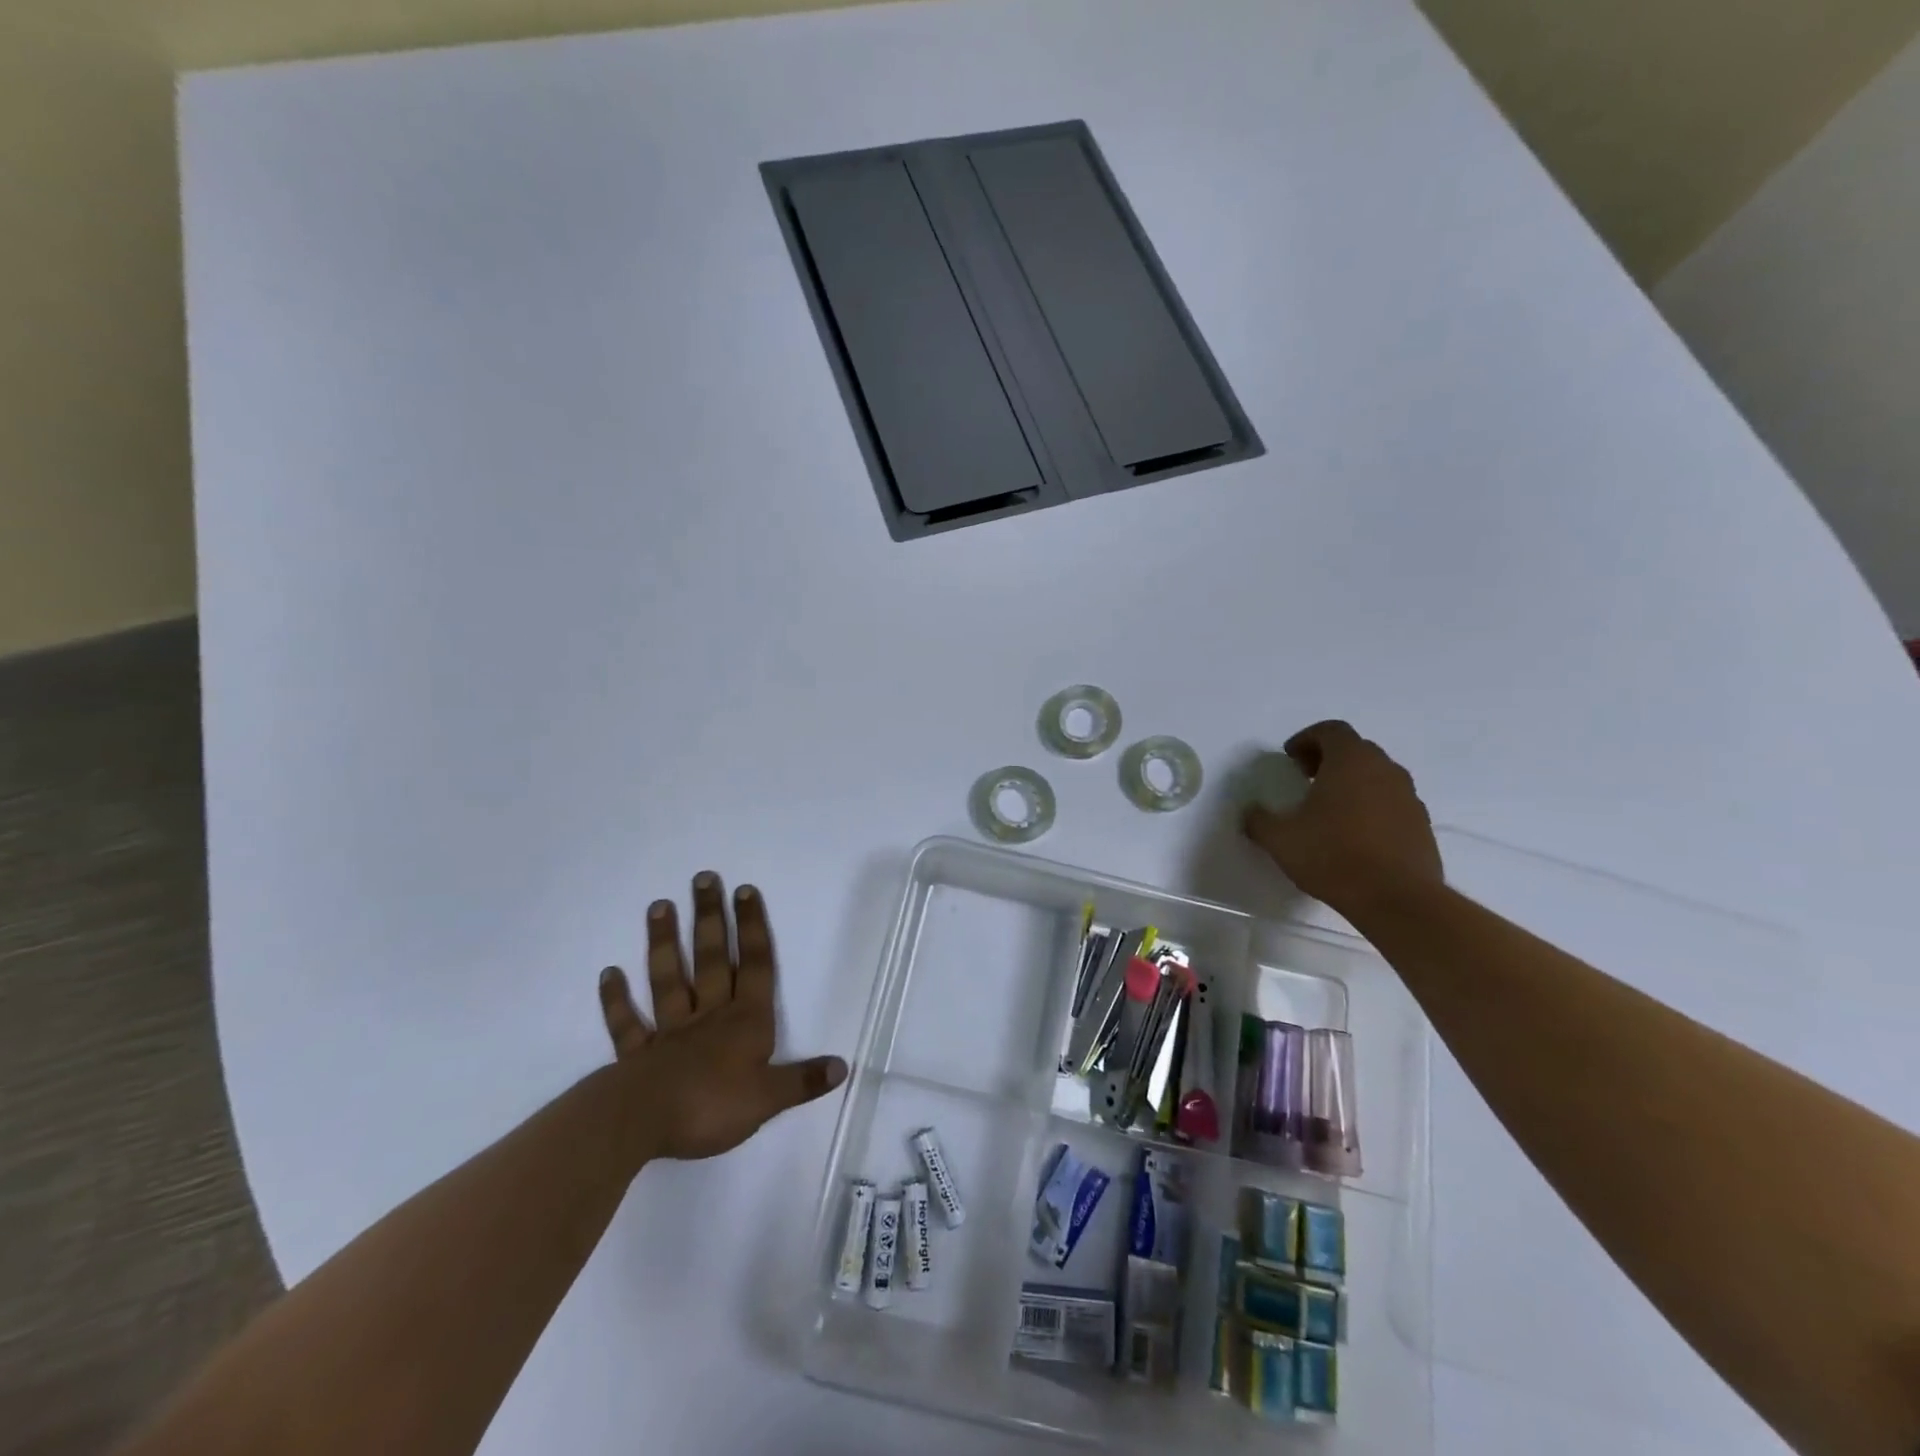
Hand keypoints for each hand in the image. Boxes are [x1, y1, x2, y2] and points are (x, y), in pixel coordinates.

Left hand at [597, 872, 846, 1162]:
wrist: (643, 1123)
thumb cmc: (712, 1106)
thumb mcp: (768, 1098)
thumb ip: (803, 1080)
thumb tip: (842, 1066)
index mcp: (745, 1021)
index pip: (754, 966)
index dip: (753, 928)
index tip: (745, 890)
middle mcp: (709, 1015)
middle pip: (712, 959)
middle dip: (711, 918)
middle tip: (703, 878)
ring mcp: (670, 1032)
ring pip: (668, 979)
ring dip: (664, 943)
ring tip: (659, 905)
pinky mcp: (637, 1054)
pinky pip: (628, 1023)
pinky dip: (617, 999)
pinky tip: (609, 973)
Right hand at [1242, 721, 1442, 919]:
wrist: (1397, 899)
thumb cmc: (1332, 856)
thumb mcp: (1280, 839)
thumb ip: (1259, 820)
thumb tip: (1251, 812)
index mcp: (1350, 761)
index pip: (1331, 730)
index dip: (1306, 739)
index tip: (1290, 759)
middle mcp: (1384, 770)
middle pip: (1356, 749)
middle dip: (1329, 758)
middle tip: (1306, 778)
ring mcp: (1408, 797)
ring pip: (1377, 776)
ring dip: (1353, 782)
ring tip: (1330, 809)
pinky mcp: (1422, 825)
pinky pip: (1392, 802)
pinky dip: (1372, 806)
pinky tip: (1354, 835)